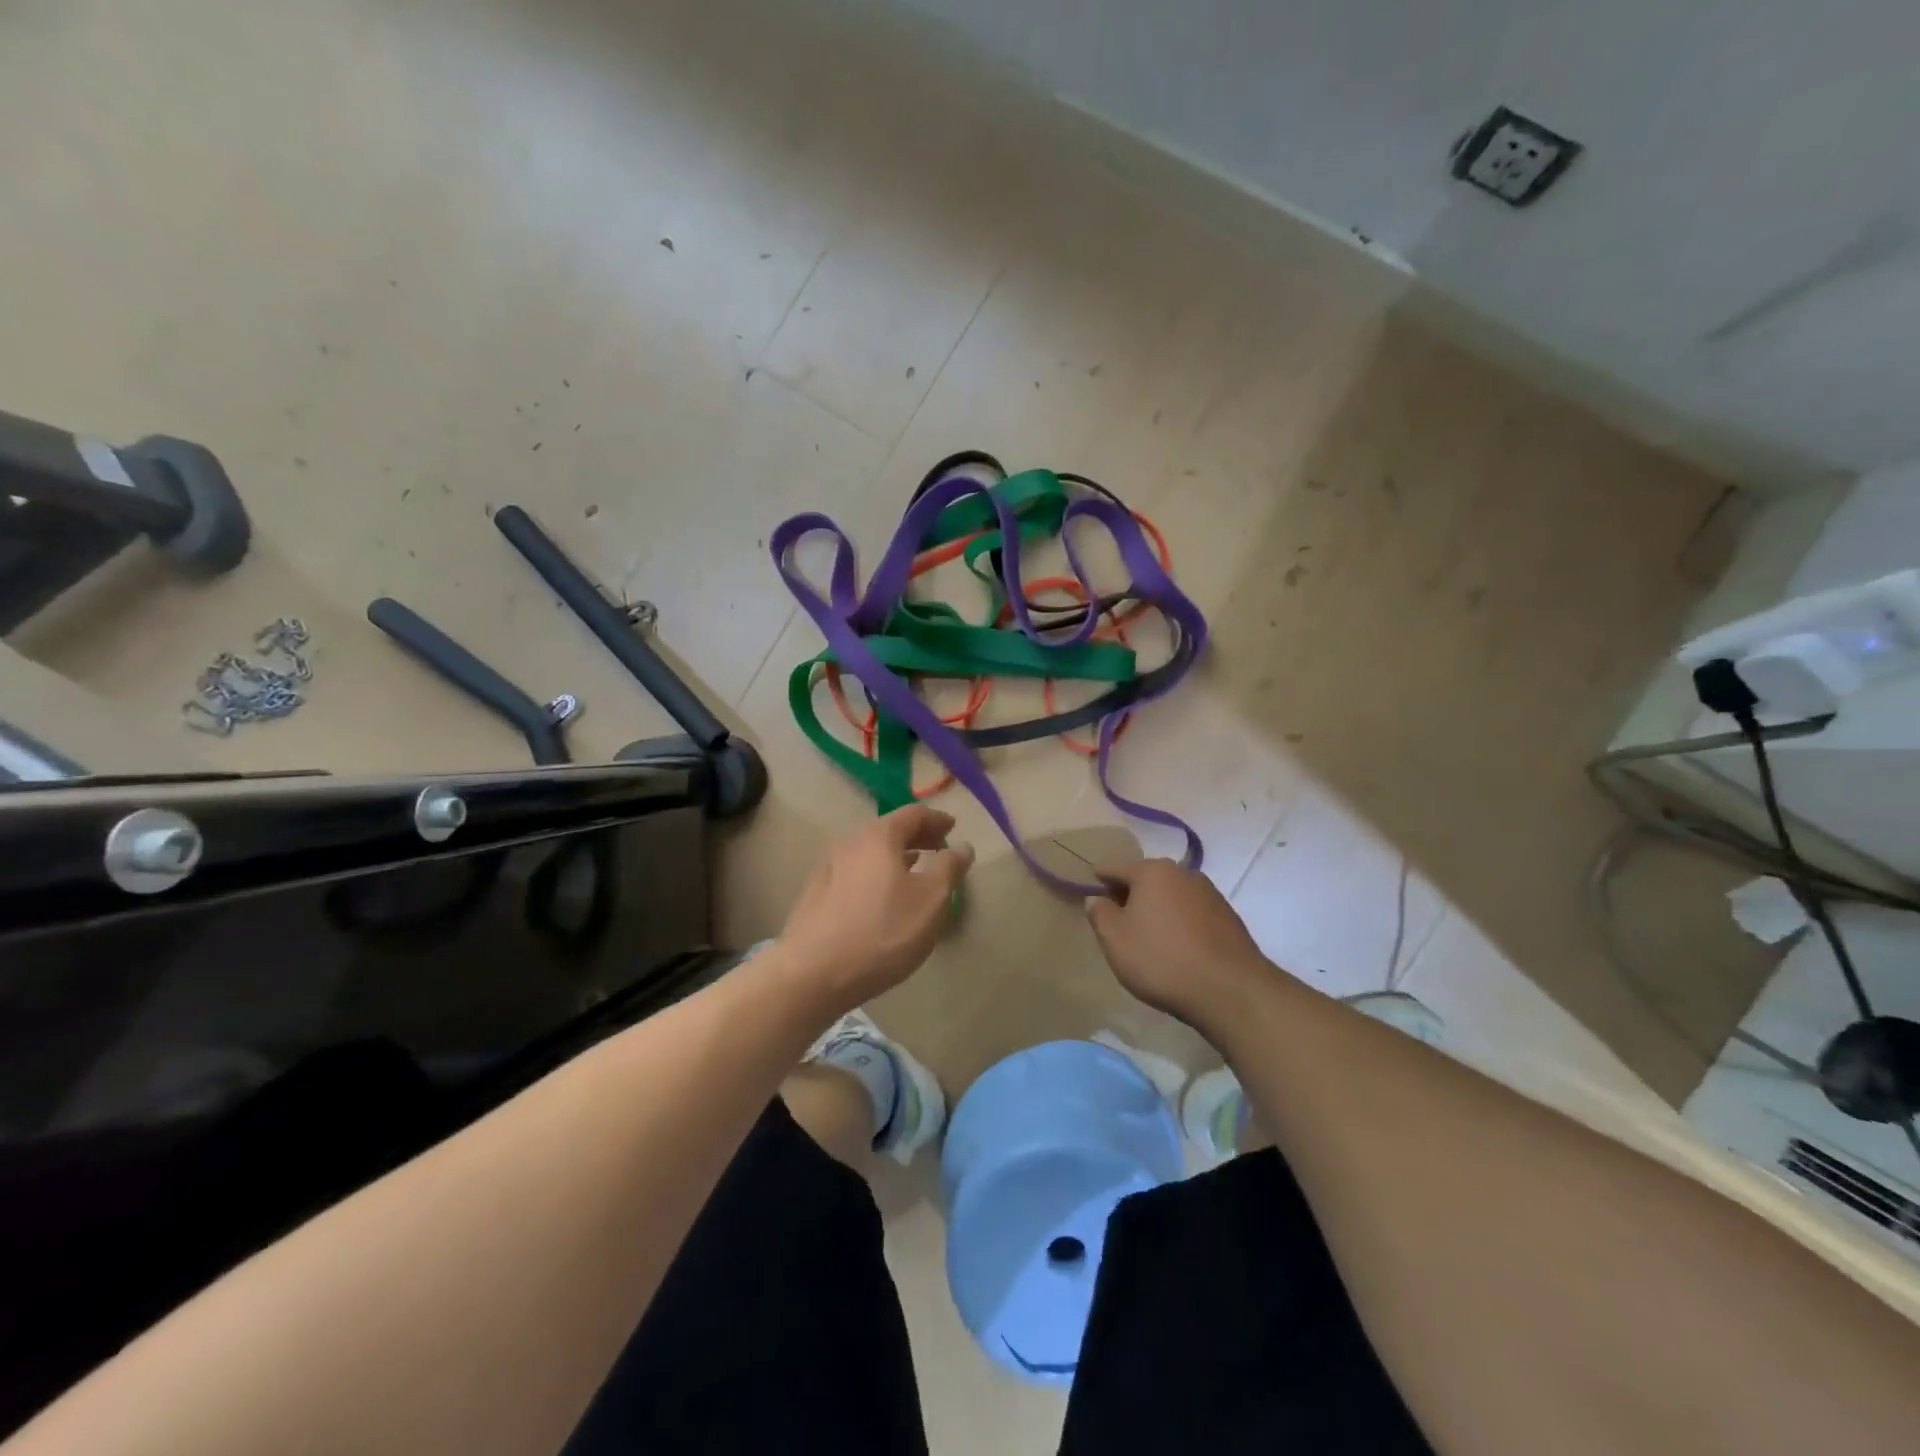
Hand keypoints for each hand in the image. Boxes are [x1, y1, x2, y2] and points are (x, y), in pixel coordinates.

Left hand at [776, 806, 974, 1014]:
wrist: (813, 972)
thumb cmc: (883, 931)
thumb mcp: (931, 901)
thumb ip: (949, 868)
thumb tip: (962, 847)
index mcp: (879, 835)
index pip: (914, 814)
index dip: (937, 819)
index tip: (953, 827)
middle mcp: (850, 842)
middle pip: (889, 829)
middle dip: (917, 836)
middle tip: (938, 847)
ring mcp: (828, 867)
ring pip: (870, 851)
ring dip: (895, 855)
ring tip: (914, 868)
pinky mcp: (816, 893)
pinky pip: (856, 870)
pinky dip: (876, 872)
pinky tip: (883, 894)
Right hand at [1085, 859, 1268, 1028]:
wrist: (1230, 991)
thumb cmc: (1162, 960)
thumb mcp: (1115, 940)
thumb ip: (1099, 914)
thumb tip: (1098, 899)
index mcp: (1152, 871)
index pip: (1115, 868)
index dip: (1099, 879)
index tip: (1090, 888)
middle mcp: (1183, 873)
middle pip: (1146, 879)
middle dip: (1129, 894)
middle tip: (1116, 918)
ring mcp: (1209, 894)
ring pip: (1170, 895)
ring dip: (1156, 909)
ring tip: (1146, 935)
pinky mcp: (1228, 917)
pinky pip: (1191, 912)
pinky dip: (1178, 922)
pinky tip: (1175, 946)